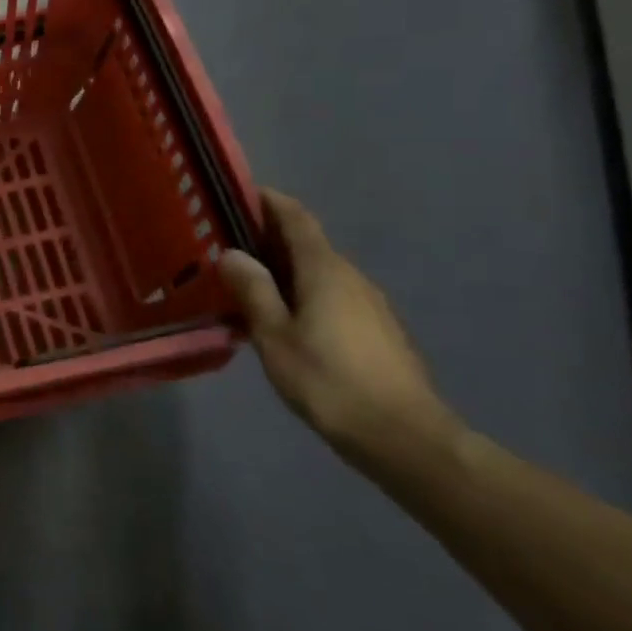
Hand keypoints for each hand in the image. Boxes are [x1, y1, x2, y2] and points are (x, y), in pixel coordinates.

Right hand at [218, 189, 462, 470]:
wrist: (404, 438)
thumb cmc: (330, 381)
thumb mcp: (275, 336)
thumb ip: (253, 291)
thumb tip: (231, 253)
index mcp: (325, 270)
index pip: (296, 218)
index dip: (269, 201)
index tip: (239, 192)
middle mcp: (351, 277)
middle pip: (307, 244)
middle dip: (269, 237)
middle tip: (227, 243)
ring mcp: (370, 305)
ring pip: (320, 272)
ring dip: (285, 269)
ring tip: (248, 283)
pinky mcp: (377, 331)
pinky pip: (332, 296)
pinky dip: (303, 293)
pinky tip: (283, 319)